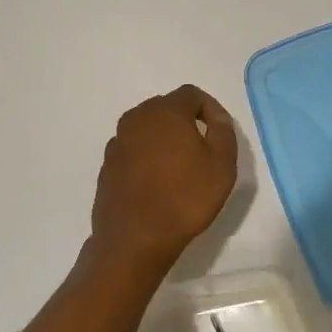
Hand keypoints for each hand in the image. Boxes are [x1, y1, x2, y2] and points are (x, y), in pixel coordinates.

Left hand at [89, 85, 237, 272]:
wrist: (135, 238)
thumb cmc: (185, 198)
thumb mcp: (222, 164)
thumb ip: (224, 131)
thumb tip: (216, 118)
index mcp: (165, 111)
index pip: (192, 94)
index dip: (211, 109)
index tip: (220, 133)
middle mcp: (136, 118)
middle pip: (167, 108)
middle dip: (186, 123)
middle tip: (203, 150)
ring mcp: (117, 142)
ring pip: (148, 130)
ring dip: (165, 141)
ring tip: (181, 169)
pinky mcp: (107, 165)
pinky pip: (133, 151)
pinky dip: (147, 158)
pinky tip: (157, 184)